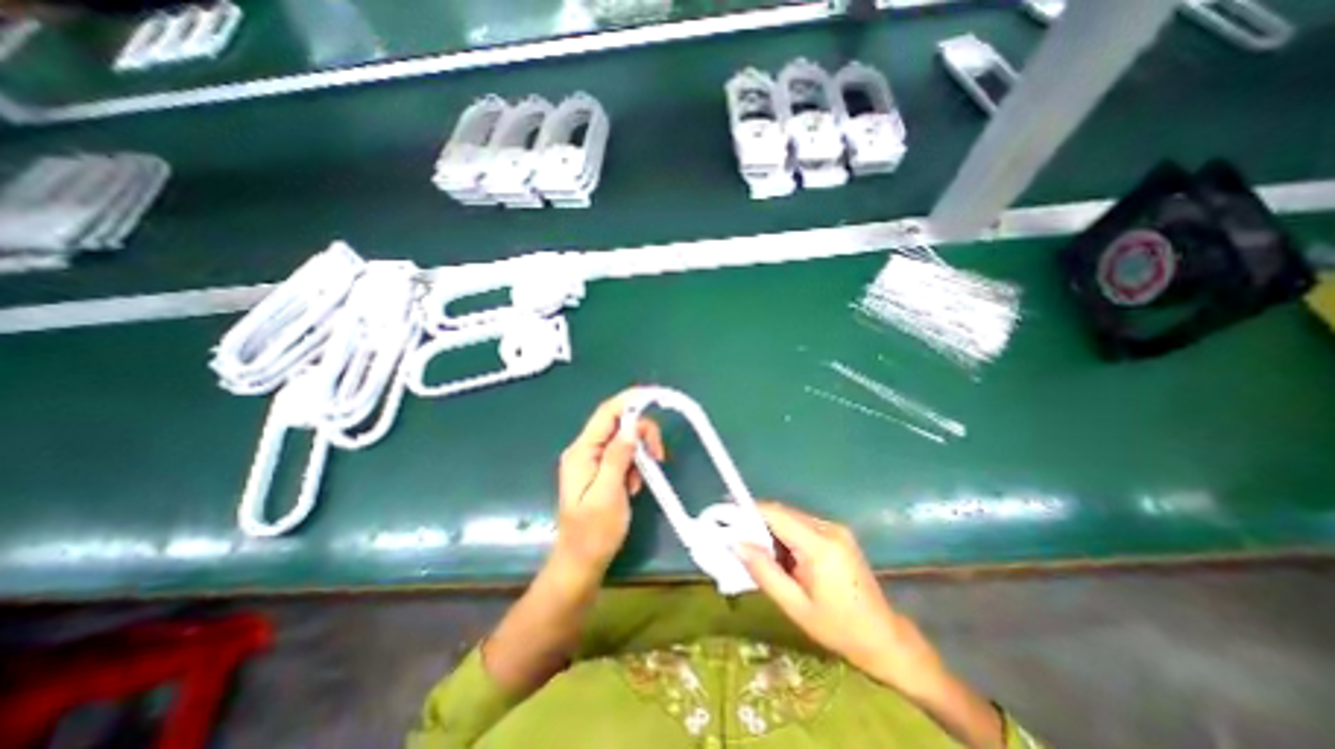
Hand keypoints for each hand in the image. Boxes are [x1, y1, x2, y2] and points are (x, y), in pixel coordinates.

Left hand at [553, 388, 662, 580]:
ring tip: (638, 482)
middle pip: (618, 424)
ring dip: (639, 454)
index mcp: (582, 452)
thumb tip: (631, 427)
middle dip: (641, 434)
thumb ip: (617, 458)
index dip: (630, 400)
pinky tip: (633, 487)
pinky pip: (623, 456)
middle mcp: (585, 450)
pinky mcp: (601, 470)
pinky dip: (634, 466)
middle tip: (657, 455)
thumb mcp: (608, 494)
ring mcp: (592, 460)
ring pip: (624, 440)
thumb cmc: (594, 533)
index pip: (607, 413)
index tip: (655, 395)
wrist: (582, 562)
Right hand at [736, 501, 941, 692]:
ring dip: (770, 528)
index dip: (749, 509)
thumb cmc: (839, 629)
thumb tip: (736, 544)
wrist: (884, 638)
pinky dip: (785, 534)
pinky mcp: (837, 534)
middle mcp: (829, 528)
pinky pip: (802, 525)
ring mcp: (836, 529)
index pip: (777, 514)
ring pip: (791, 517)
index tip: (724, 510)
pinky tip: (779, 554)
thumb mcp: (795, 606)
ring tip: (754, 548)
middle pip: (783, 513)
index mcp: (820, 545)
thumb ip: (764, 572)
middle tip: (734, 535)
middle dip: (756, 521)